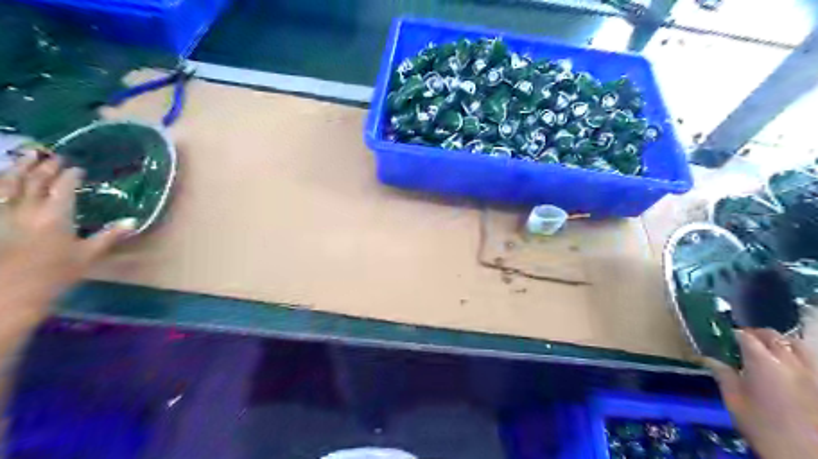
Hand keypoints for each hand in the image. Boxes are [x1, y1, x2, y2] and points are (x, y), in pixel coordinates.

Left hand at [0, 152, 134, 327]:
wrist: (13, 292)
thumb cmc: (56, 275)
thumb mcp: (88, 256)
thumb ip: (109, 236)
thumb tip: (132, 222)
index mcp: (55, 217)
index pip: (63, 188)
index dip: (70, 176)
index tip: (78, 169)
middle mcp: (28, 211)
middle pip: (34, 182)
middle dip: (44, 166)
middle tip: (52, 156)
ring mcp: (5, 216)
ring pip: (8, 185)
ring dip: (17, 168)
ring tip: (25, 156)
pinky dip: (0, 185)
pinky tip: (3, 180)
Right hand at [706, 329, 817, 456]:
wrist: (803, 455)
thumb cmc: (762, 426)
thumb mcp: (734, 401)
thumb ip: (723, 375)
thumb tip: (709, 359)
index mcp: (763, 363)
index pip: (746, 336)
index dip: (733, 334)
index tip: (724, 339)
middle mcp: (790, 362)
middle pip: (773, 336)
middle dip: (757, 335)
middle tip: (744, 343)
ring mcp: (812, 372)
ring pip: (797, 344)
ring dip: (781, 343)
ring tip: (770, 352)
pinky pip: (811, 360)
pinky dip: (798, 357)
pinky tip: (789, 368)